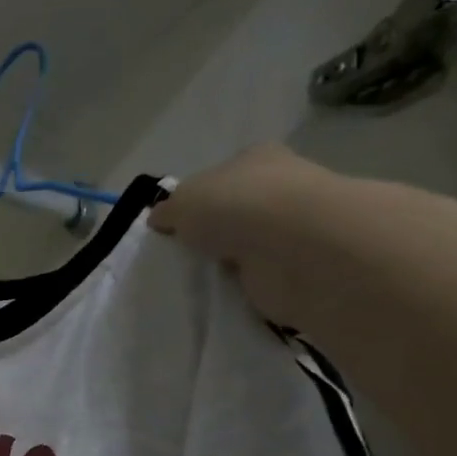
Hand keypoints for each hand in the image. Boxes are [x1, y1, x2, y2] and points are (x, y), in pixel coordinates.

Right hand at [149, 144, 342, 326]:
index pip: (221, 176)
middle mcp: (279, 188)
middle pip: (235, 212)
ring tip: (195, 282)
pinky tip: (220, 296)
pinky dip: (242, 288)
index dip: (196, 199)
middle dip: (213, 234)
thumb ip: (168, 210)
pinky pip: (258, 278)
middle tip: (182, 258)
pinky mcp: (296, 267)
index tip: (175, 227)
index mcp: (256, 159)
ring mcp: (291, 229)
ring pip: (246, 247)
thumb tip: (160, 219)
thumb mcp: (183, 201)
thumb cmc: (237, 206)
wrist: (294, 247)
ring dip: (226, 264)